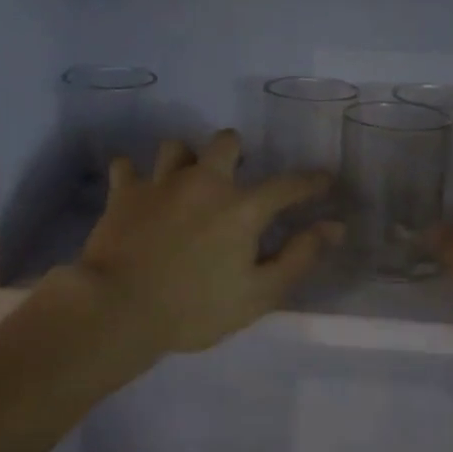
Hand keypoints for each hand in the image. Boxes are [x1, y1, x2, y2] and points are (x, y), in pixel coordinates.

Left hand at [58, 129, 340, 357]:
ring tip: (185, 181)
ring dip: (185, 160)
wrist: (119, 309)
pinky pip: (126, 167)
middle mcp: (203, 182)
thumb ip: (299, 257)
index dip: (310, 181)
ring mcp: (160, 183)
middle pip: (225, 142)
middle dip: (235, 152)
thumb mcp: (259, 294)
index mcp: (241, 207)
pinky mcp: (124, 193)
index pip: (287, 185)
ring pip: (176, 147)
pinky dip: (133, 176)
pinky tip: (138, 191)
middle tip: (233, 177)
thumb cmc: (194, 309)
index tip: (324, 178)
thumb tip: (333, 227)